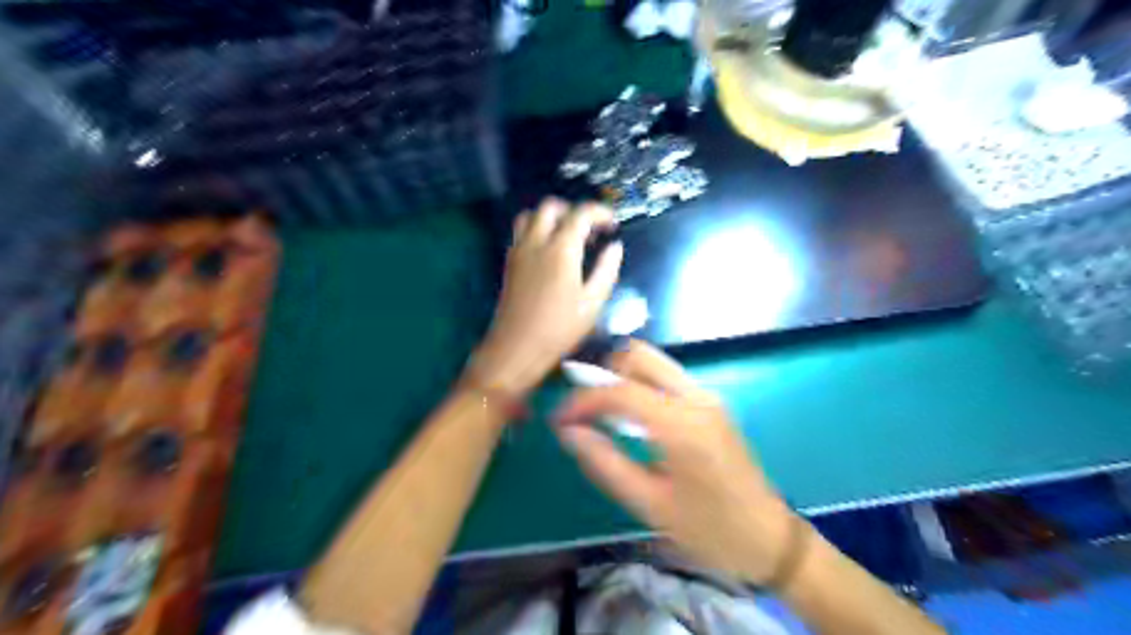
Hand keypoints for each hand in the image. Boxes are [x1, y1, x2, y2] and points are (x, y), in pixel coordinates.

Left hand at [475, 198, 622, 395]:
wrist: (516, 348)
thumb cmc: (559, 329)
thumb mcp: (593, 303)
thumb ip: (606, 270)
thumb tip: (615, 247)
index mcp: (561, 250)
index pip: (580, 213)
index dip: (600, 212)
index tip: (612, 224)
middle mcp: (536, 242)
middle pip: (551, 206)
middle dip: (573, 211)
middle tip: (590, 230)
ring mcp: (519, 251)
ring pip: (530, 215)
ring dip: (551, 216)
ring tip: (568, 236)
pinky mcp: (509, 262)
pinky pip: (521, 231)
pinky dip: (536, 229)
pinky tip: (550, 251)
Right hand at [553, 342, 787, 584]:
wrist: (770, 539)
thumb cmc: (709, 530)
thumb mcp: (650, 504)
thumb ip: (605, 462)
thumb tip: (568, 431)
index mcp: (682, 424)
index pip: (620, 390)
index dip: (583, 400)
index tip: (559, 419)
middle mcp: (696, 398)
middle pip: (640, 356)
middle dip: (604, 374)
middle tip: (584, 408)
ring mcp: (707, 397)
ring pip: (654, 363)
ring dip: (622, 378)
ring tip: (601, 413)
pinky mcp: (711, 404)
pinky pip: (667, 379)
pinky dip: (641, 386)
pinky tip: (631, 419)